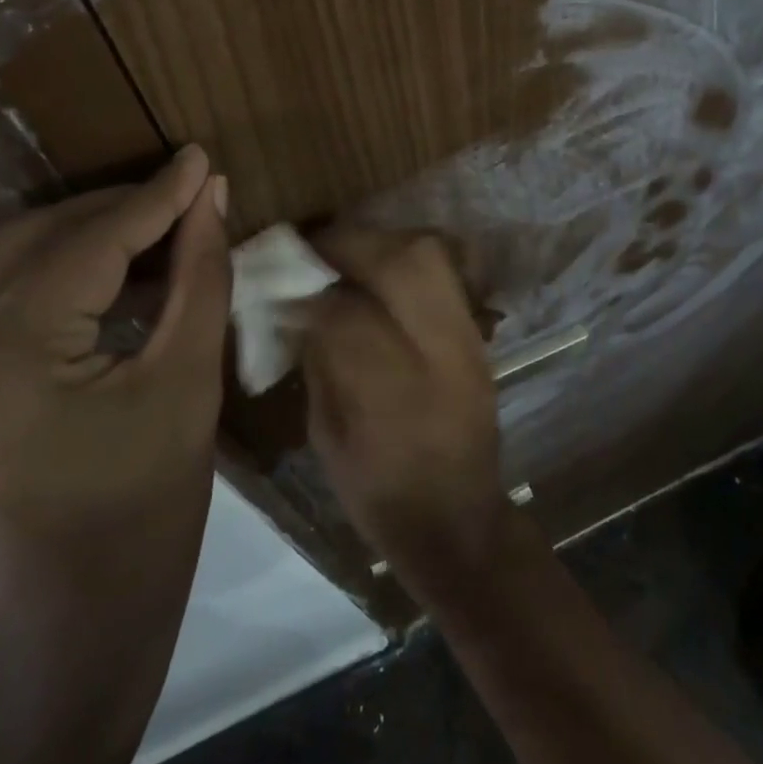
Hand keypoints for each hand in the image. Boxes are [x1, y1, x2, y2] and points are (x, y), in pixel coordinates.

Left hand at [0, 145, 229, 679]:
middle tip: (181, 194)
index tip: (196, 159)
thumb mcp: (188, 386)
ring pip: (1, 269)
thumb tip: (208, 197)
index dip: (151, 199)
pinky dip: (47, 282)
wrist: (65, 634)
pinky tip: (102, 281)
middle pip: (30, 245)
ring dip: (79, 242)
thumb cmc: (148, 517)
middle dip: (112, 213)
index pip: (84, 248)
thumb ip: (199, 278)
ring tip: (151, 231)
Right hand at [302, 229, 505, 580]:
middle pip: (403, 263)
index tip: (283, 288)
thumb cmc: (378, 492)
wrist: (458, 520)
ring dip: (384, 243)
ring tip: (349, 253)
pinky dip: (409, 260)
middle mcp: (439, 356)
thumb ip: (317, 361)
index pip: (347, 313)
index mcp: (391, 395)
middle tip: (317, 249)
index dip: (309, 294)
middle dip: (352, 243)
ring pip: (432, 257)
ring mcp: (468, 341)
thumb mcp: (327, 435)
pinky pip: (446, 274)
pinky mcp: (479, 337)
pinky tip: (382, 273)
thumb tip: (299, 305)